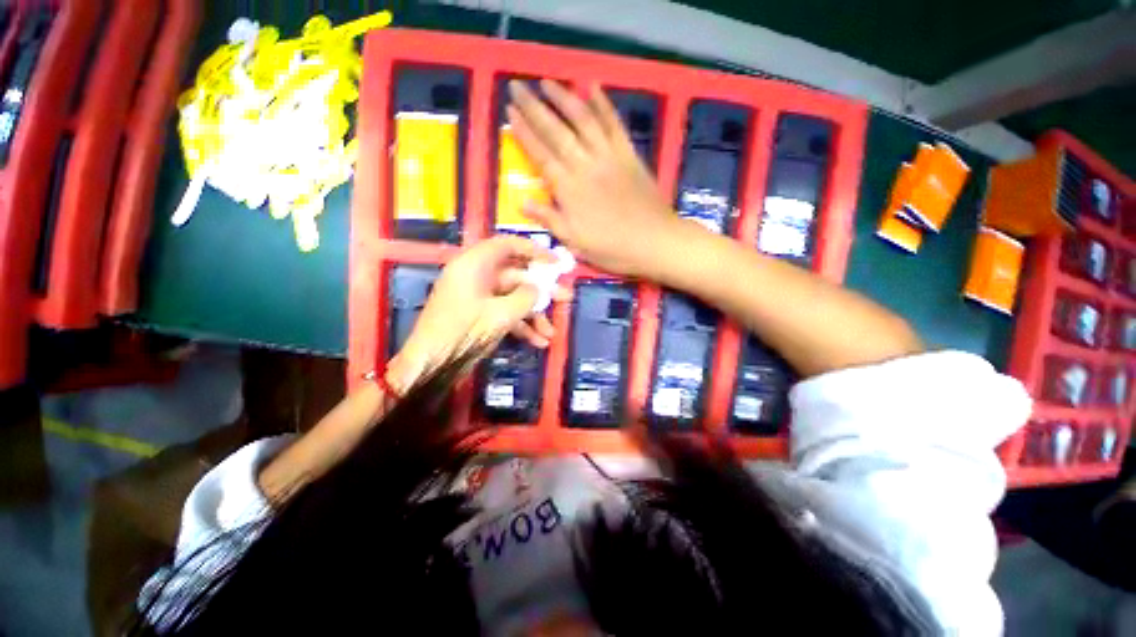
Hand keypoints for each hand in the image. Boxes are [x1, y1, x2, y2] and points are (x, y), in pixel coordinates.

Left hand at [388, 235, 569, 390]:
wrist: (429, 367)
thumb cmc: (463, 333)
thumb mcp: (501, 315)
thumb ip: (526, 297)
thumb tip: (538, 289)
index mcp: (473, 265)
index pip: (507, 245)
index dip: (534, 251)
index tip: (556, 263)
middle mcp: (475, 277)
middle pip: (515, 276)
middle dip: (541, 291)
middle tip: (565, 298)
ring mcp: (476, 297)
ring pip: (512, 298)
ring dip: (533, 315)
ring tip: (551, 333)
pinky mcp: (477, 315)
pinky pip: (503, 313)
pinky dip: (520, 326)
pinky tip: (538, 342)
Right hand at [507, 80, 688, 278]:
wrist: (654, 242)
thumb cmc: (612, 248)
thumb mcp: (575, 243)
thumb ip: (549, 219)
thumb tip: (522, 202)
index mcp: (569, 190)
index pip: (540, 155)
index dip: (524, 133)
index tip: (509, 112)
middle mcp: (585, 165)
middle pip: (556, 131)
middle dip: (534, 107)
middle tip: (517, 86)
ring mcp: (609, 156)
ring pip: (583, 120)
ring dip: (564, 97)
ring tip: (547, 81)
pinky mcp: (628, 154)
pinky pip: (614, 124)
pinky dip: (603, 104)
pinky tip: (593, 87)